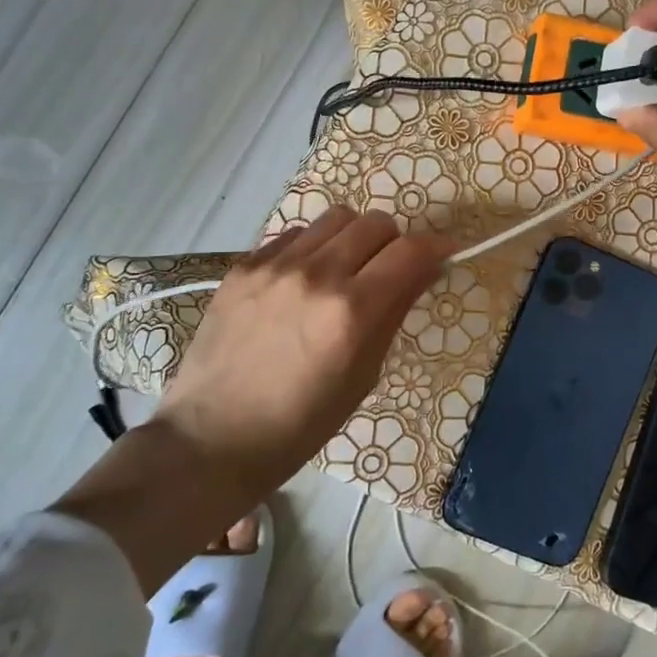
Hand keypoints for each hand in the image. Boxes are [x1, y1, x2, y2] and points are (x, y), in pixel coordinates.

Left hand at [156, 208, 453, 485]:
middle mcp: (316, 274)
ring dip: (354, 237)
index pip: (410, 251)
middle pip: (376, 223)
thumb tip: (424, 271)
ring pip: (336, 218)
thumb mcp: (363, 376)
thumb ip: (394, 314)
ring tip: (346, 268)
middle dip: (395, 242)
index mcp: (351, 311)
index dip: (437, 247)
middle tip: (390, 270)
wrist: (212, 439)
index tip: (445, 253)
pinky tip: (304, 280)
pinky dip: (313, 247)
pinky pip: (294, 234)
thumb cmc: (300, 424)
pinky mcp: (243, 266)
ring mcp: (274, 265)